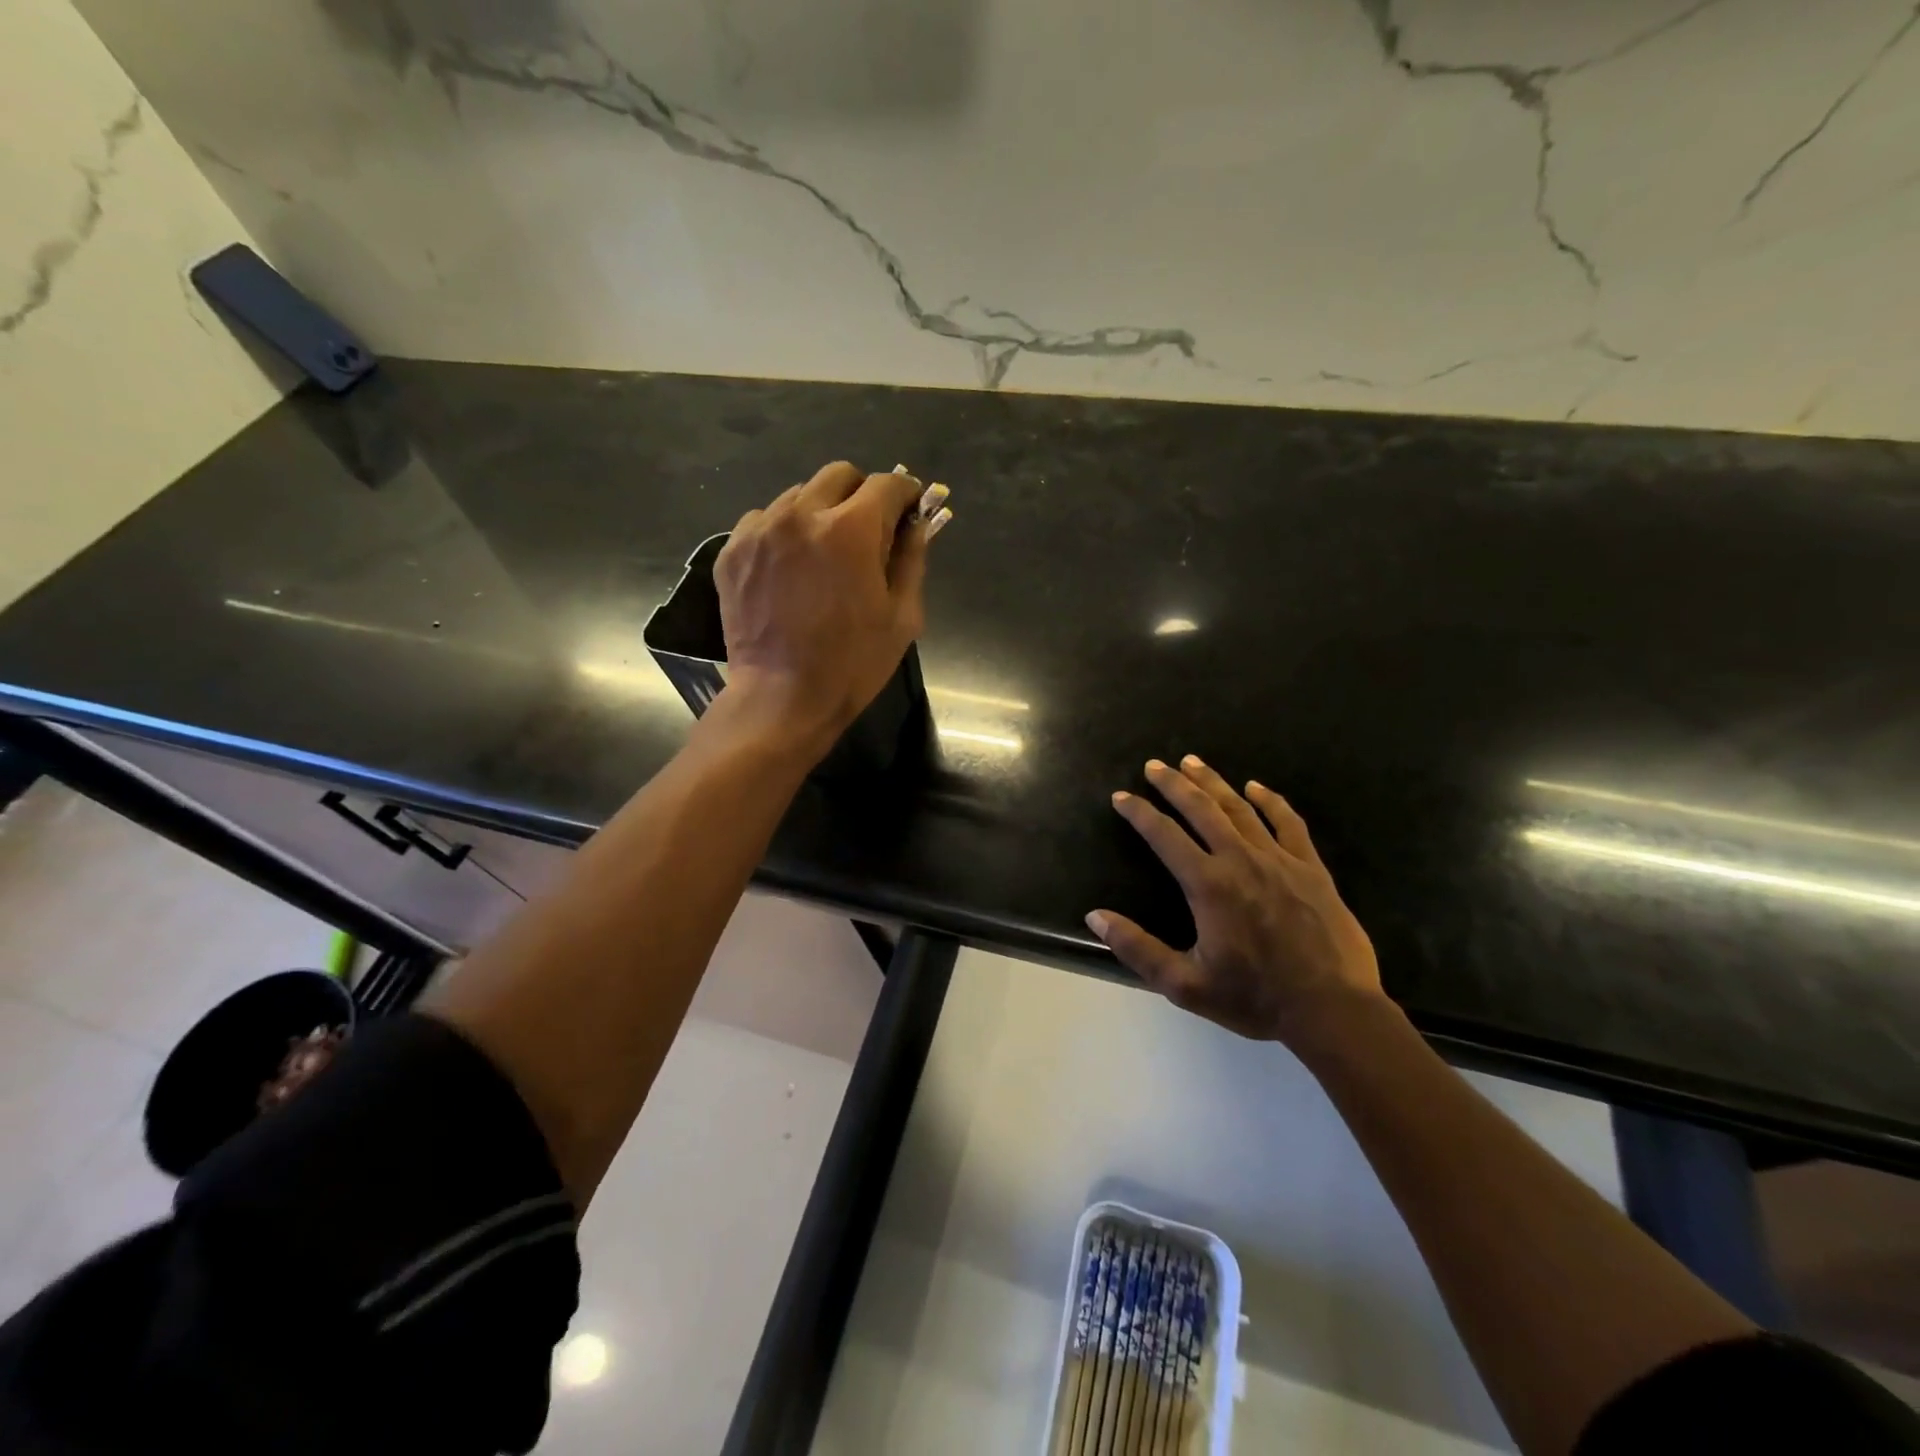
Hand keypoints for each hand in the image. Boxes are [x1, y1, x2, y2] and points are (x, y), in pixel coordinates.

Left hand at [714, 461, 927, 744]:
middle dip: (862, 495)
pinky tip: (790, 568)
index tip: (910, 512)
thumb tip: (918, 524)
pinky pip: (764, 519)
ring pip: (799, 495)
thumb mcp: (901, 616)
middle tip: (868, 533)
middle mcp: (802, 514)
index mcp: (851, 530)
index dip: (906, 495)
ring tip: (824, 554)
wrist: (782, 698)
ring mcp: (761, 530)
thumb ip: (912, 559)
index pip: (888, 484)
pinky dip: (784, 532)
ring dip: (820, 512)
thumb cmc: (852, 664)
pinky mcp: (733, 550)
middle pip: (840, 475)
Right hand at [1086, 755, 1385, 1046]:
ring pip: (1240, 807)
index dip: (1139, 812)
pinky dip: (1270, 800)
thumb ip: (1137, 948)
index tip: (1121, 797)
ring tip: (1192, 762)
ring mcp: (1279, 859)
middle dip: (1173, 784)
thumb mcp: (1185, 984)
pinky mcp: (1310, 867)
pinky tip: (1256, 787)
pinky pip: (1288, 822)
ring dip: (1213, 782)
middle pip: (1201, 809)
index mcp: (1208, 885)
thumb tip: (1095, 917)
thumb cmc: (1255, 998)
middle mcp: (1240, 859)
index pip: (1163, 835)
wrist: (1333, 1010)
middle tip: (1154, 765)